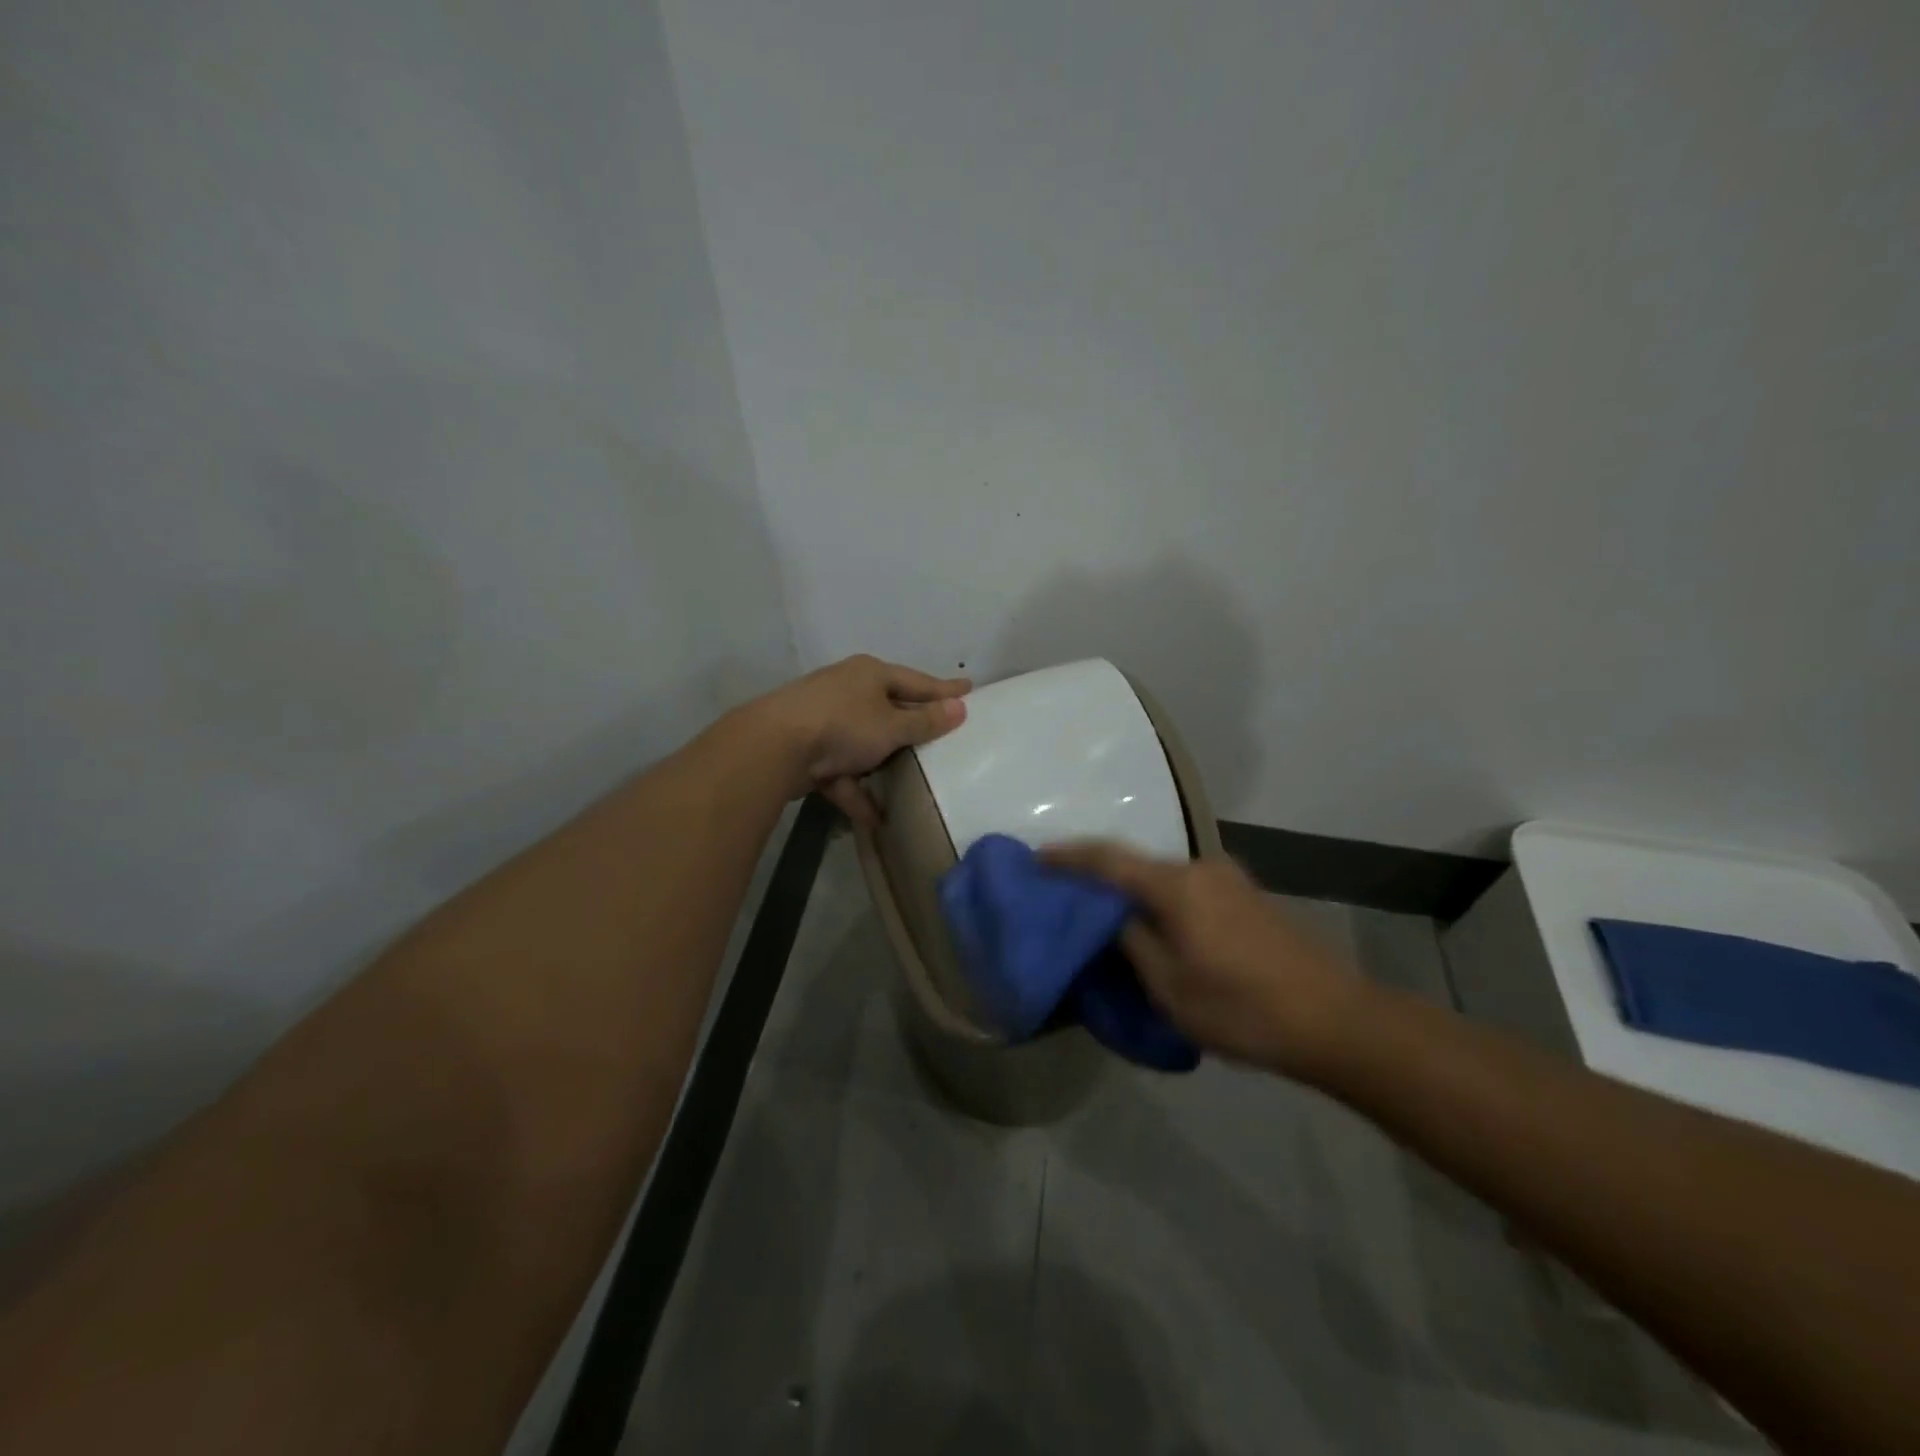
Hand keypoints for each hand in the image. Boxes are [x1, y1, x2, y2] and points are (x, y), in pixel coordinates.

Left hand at [747, 655, 969, 825]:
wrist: (774, 747)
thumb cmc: (843, 725)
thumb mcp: (892, 725)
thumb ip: (926, 721)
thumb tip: (960, 707)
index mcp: (869, 675)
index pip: (917, 681)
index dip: (944, 689)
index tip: (969, 689)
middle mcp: (847, 691)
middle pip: (889, 710)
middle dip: (911, 728)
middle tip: (941, 738)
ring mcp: (824, 721)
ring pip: (864, 743)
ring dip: (883, 765)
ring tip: (911, 783)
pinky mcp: (808, 751)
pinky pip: (841, 772)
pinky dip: (856, 791)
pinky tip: (875, 818)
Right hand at [1042, 842, 1362, 1069]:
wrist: (1335, 1020)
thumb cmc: (1242, 1009)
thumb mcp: (1170, 987)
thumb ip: (1132, 943)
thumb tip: (1114, 919)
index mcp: (1176, 885)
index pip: (1108, 859)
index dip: (1068, 856)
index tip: (1035, 857)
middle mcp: (1201, 868)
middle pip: (1136, 862)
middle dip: (1099, 873)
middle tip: (1066, 890)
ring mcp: (1229, 879)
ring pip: (1164, 876)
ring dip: (1133, 888)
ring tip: (1106, 912)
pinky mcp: (1247, 897)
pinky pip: (1188, 888)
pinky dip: (1161, 899)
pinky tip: (1155, 923)